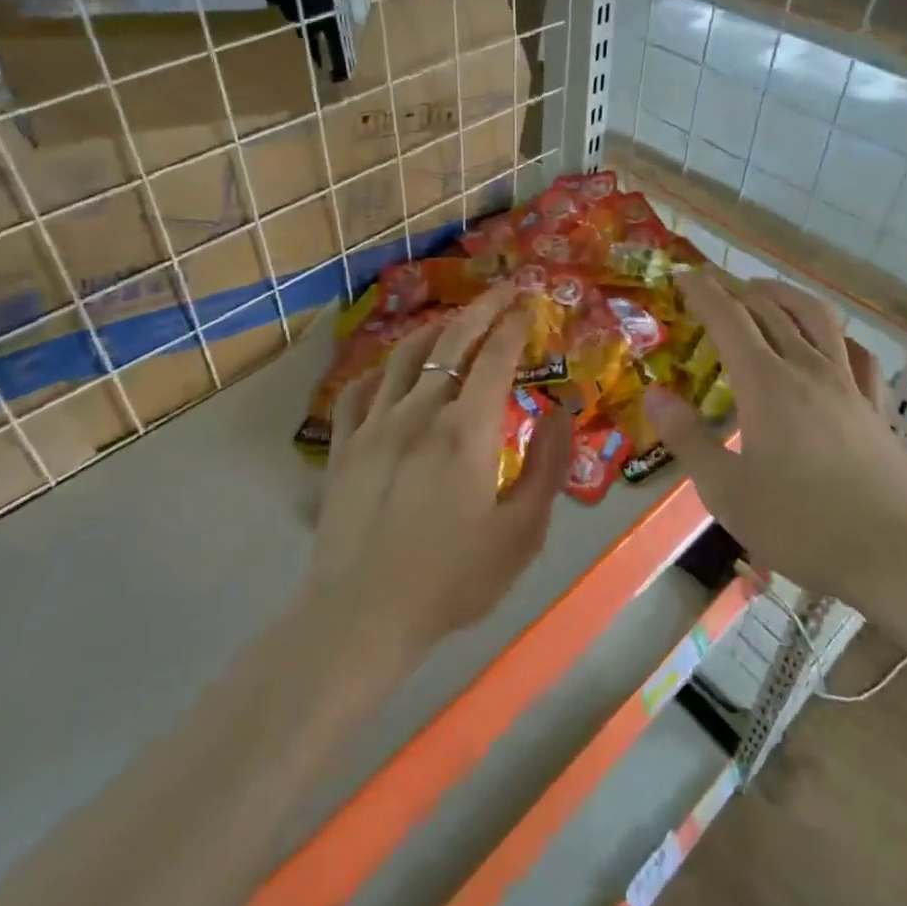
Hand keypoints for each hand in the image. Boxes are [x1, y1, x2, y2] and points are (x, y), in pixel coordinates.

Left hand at [308, 286, 567, 657]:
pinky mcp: (344, 445)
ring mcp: (375, 424)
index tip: (528, 304)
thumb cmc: (452, 579)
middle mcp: (419, 411)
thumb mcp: (522, 532)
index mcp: (466, 429)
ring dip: (434, 331)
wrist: (362, 614)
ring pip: (405, 356)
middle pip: (451, 342)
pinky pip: (361, 390)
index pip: (495, 357)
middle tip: (502, 290)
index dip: (514, 325)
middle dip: (481, 309)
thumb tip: (562, 408)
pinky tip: (392, 373)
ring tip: (453, 322)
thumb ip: (548, 464)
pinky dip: (382, 371)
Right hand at [643, 272, 906, 602]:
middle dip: (738, 287)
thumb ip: (688, 438)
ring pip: (818, 318)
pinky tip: (832, 345)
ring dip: (786, 296)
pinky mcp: (878, 407)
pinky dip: (837, 337)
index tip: (683, 275)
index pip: (729, 318)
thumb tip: (654, 395)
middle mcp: (808, 369)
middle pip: (771, 308)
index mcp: (766, 383)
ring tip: (766, 293)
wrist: (900, 555)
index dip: (703, 291)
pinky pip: (858, 354)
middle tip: (714, 283)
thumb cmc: (803, 525)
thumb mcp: (727, 491)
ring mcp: (850, 385)